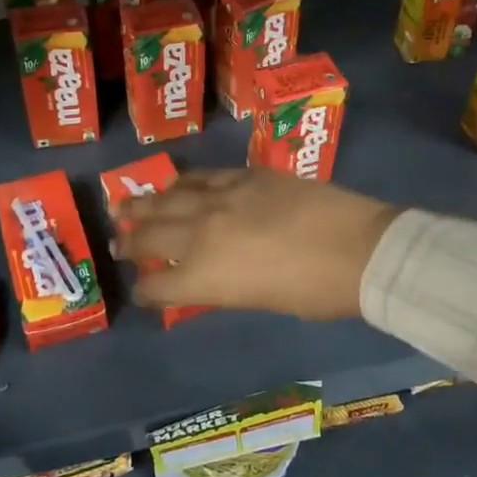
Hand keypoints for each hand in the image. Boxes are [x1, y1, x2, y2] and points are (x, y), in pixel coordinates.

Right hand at [115, 169, 400, 319]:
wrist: (360, 250)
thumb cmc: (317, 293)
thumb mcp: (261, 300)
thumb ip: (226, 286)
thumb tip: (213, 276)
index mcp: (205, 278)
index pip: (158, 286)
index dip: (146, 290)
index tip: (141, 290)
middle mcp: (202, 236)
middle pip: (152, 237)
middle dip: (129, 241)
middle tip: (116, 241)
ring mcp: (222, 199)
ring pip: (169, 198)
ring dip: (143, 203)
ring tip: (124, 204)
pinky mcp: (245, 176)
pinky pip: (203, 176)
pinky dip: (183, 182)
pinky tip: (173, 183)